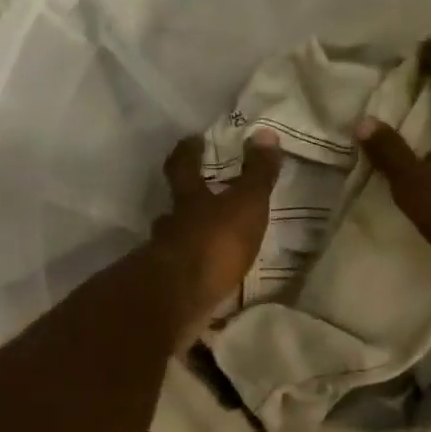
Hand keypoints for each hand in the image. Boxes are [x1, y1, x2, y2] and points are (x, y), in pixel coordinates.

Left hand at [149, 130, 280, 338]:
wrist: (181, 298)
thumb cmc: (215, 242)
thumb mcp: (246, 203)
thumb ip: (257, 174)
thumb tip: (265, 133)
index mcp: (189, 199)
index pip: (183, 166)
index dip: (188, 152)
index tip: (193, 141)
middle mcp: (171, 225)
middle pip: (173, 208)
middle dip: (184, 204)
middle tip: (199, 200)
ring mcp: (165, 258)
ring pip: (173, 242)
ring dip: (187, 242)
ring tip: (206, 246)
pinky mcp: (169, 290)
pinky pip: (181, 276)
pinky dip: (192, 275)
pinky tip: (205, 281)